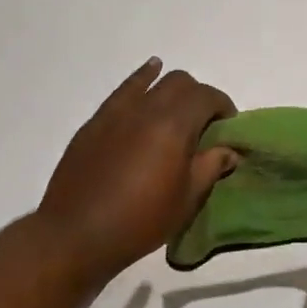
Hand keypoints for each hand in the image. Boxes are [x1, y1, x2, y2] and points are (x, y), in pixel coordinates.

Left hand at [38, 59, 238, 285]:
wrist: (77, 233)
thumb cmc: (140, 221)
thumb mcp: (186, 199)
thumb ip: (210, 167)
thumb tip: (229, 150)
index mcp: (174, 125)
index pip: (206, 97)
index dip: (223, 106)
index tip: (227, 126)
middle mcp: (146, 108)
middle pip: (180, 82)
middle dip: (198, 96)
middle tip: (203, 124)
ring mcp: (117, 112)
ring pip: (152, 81)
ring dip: (171, 88)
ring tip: (177, 106)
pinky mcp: (96, 122)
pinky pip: (123, 90)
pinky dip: (141, 80)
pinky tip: (149, 74)